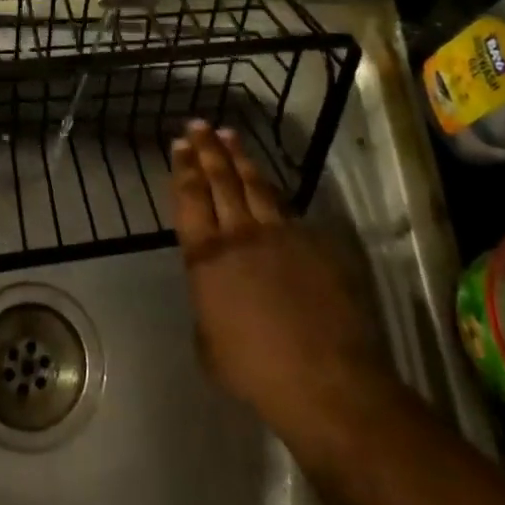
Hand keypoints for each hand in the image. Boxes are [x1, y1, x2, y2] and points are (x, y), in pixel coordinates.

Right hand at [171, 121, 387, 446]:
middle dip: (207, 149)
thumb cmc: (256, 372)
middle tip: (198, 125)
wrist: (324, 380)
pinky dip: (274, 195)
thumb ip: (207, 303)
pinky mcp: (315, 243)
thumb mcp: (208, 343)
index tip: (180, 143)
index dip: (183, 168)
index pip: (190, 198)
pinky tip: (270, 186)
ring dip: (239, 158)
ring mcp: (280, 234)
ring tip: (229, 135)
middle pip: (219, 180)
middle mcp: (239, 235)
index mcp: (206, 257)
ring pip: (255, 185)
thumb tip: (215, 289)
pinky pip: (288, 212)